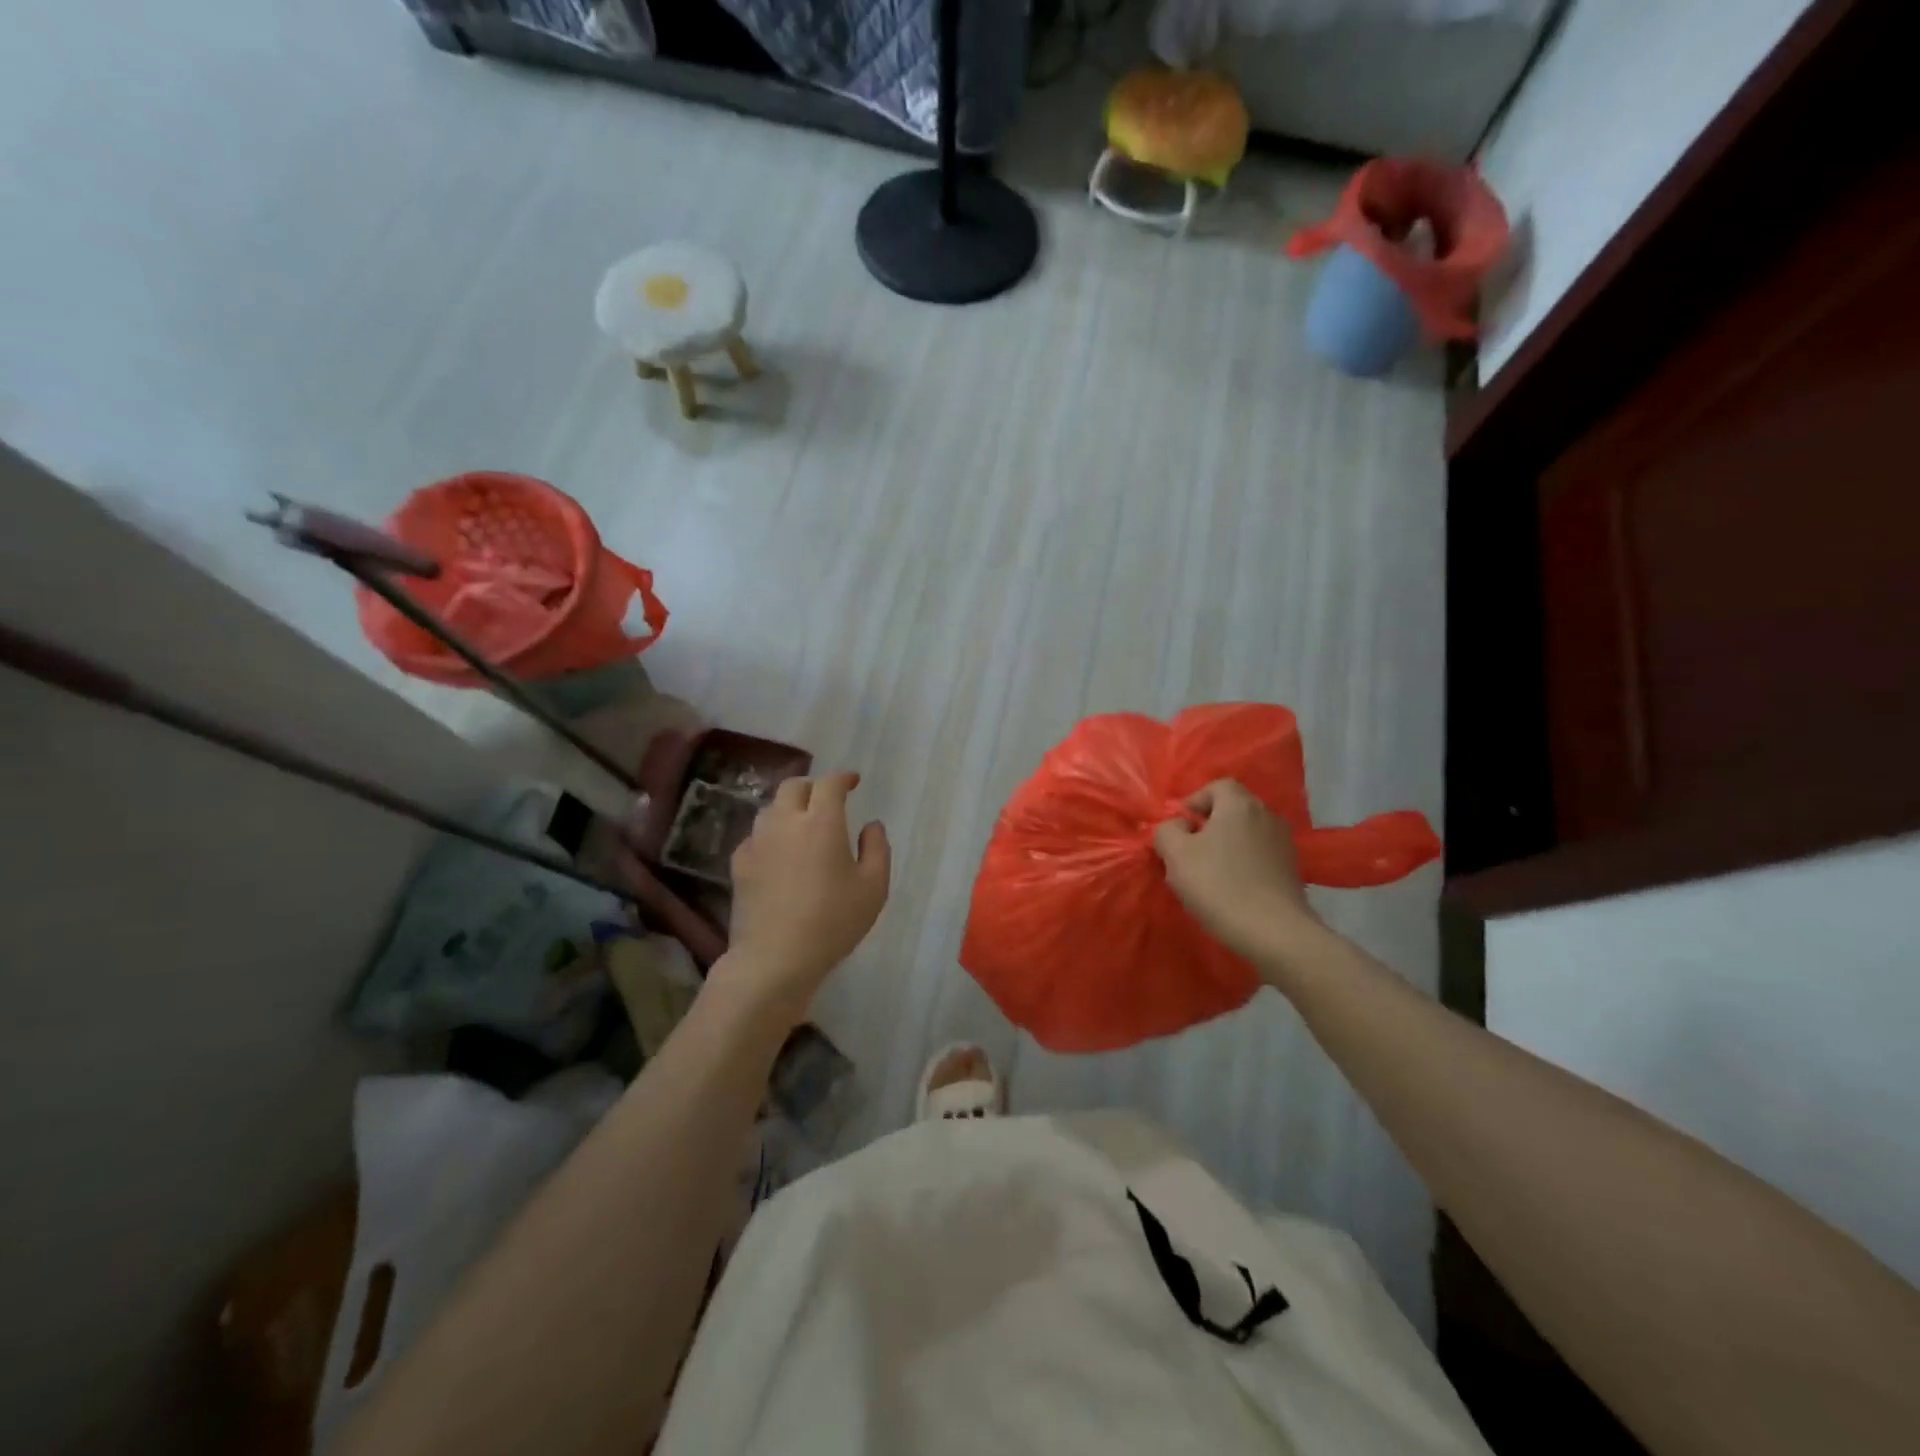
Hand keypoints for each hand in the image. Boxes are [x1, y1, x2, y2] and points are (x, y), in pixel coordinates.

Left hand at [718, 771, 890, 1020]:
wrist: (775, 957)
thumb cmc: (832, 922)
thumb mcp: (873, 888)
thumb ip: (877, 849)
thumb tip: (871, 825)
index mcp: (822, 822)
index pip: (830, 783)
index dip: (843, 778)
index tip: (853, 781)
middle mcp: (786, 822)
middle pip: (794, 786)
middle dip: (813, 786)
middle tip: (827, 800)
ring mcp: (757, 841)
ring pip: (772, 808)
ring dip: (790, 808)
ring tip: (803, 825)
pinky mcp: (739, 863)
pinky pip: (756, 835)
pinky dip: (771, 834)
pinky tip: (779, 853)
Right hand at [1153, 779, 1321, 970]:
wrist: (1274, 933)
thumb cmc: (1219, 885)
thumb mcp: (1175, 854)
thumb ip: (1167, 830)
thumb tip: (1177, 826)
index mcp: (1240, 805)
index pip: (1216, 786)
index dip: (1193, 801)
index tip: (1178, 827)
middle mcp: (1267, 816)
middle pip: (1232, 809)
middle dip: (1207, 826)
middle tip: (1188, 852)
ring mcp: (1283, 844)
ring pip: (1245, 834)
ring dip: (1225, 847)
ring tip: (1207, 874)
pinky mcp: (1291, 870)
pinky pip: (1259, 856)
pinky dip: (1243, 864)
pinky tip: (1231, 889)